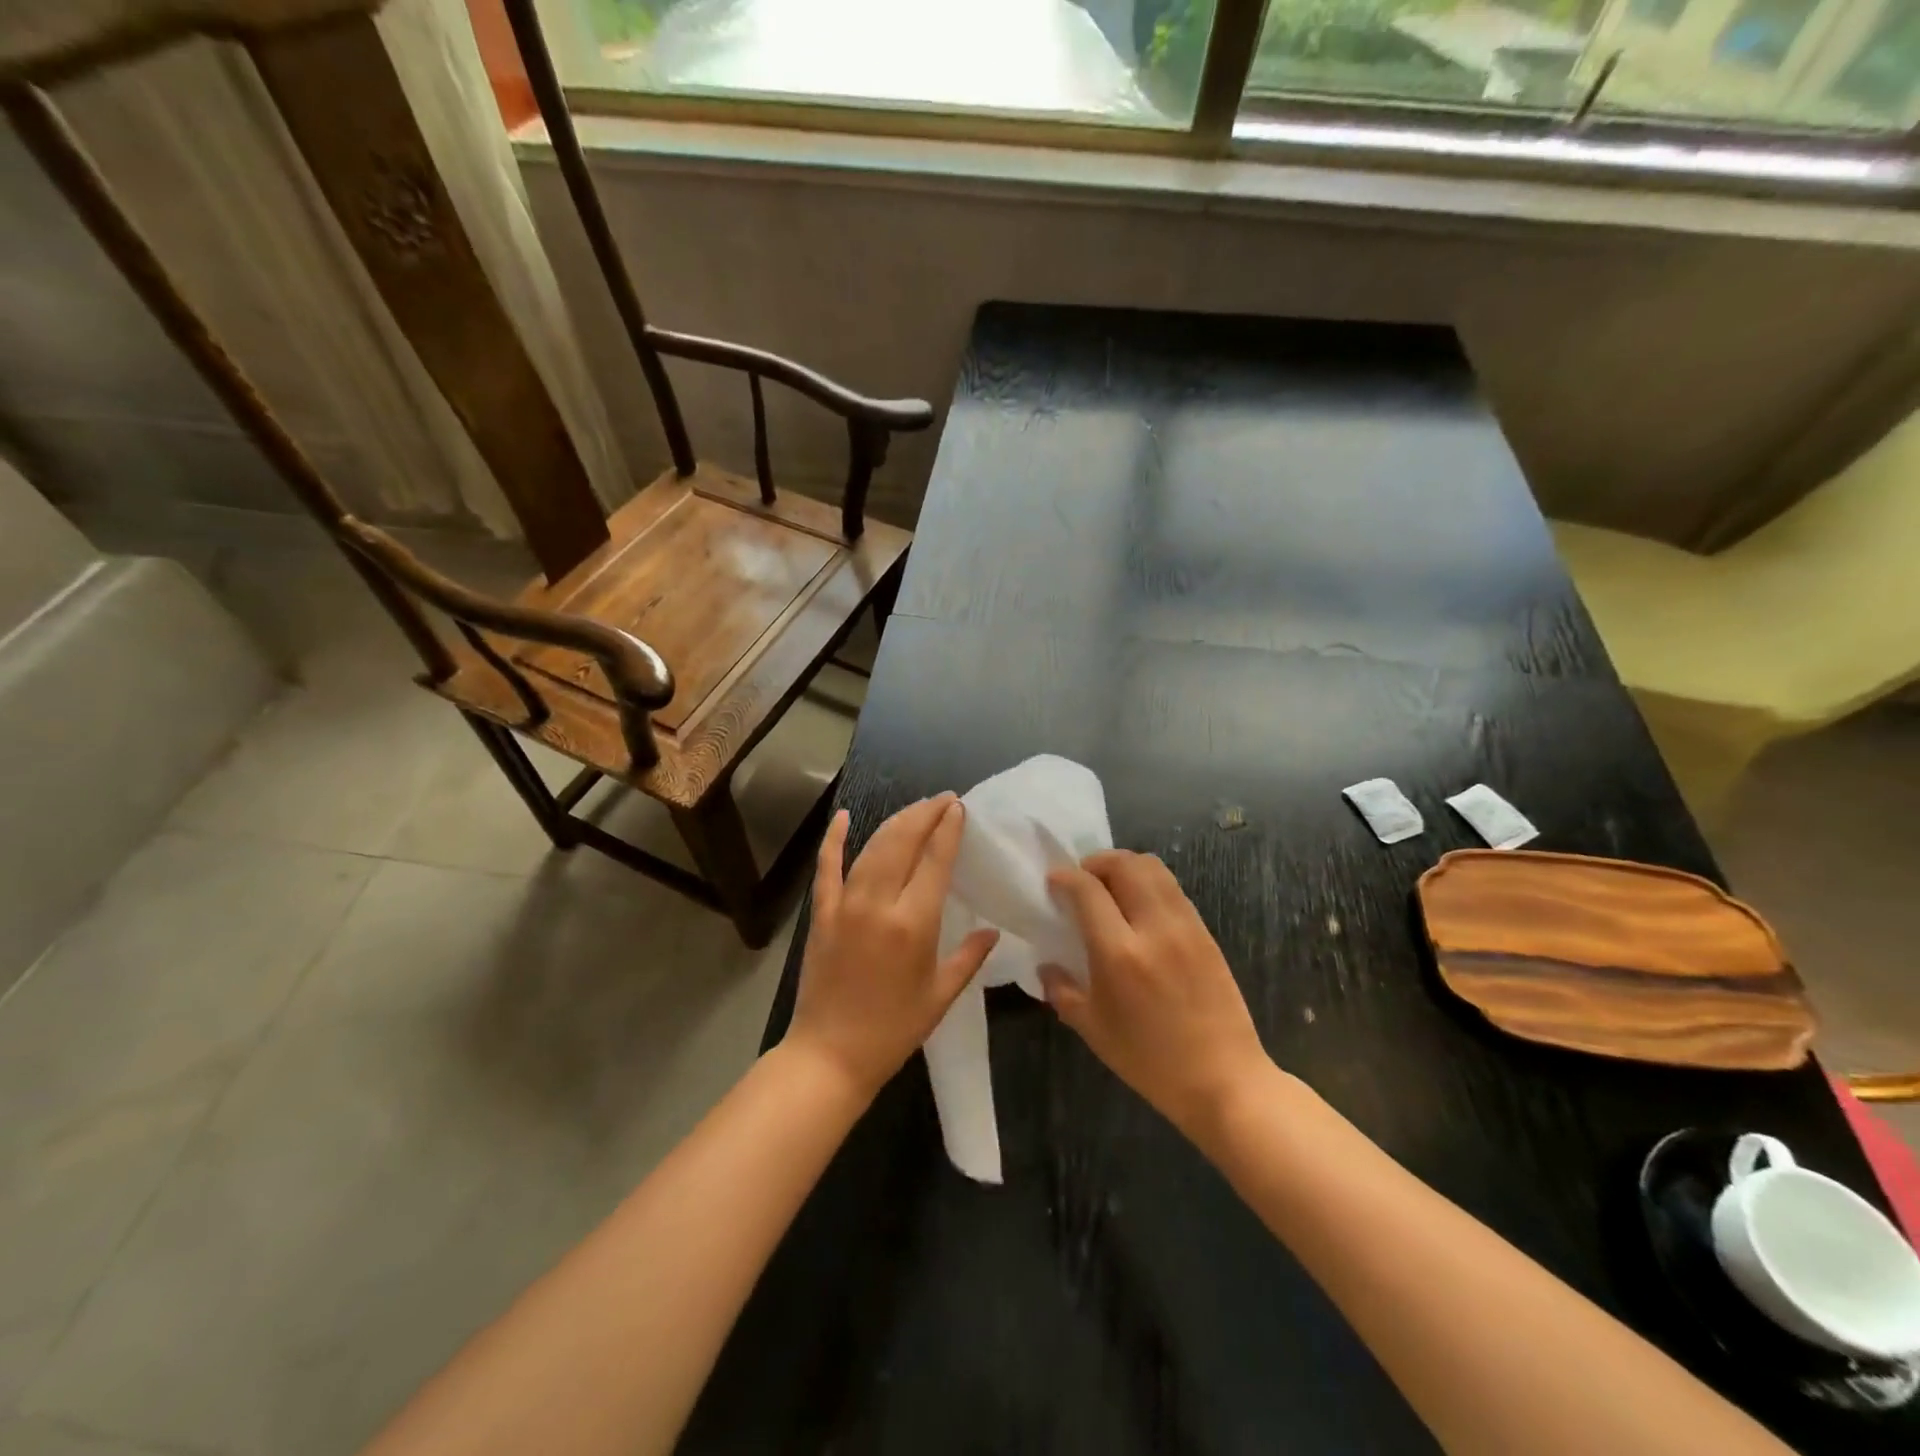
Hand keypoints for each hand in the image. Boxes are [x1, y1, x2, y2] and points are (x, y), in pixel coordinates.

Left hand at [785, 795, 999, 1100]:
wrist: (830, 1054)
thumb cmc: (893, 1030)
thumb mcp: (940, 995)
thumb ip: (969, 957)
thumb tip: (992, 930)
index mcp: (914, 923)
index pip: (935, 860)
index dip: (948, 829)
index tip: (958, 807)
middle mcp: (879, 904)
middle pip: (903, 842)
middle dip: (924, 814)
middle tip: (942, 800)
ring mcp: (845, 905)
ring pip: (872, 848)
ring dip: (895, 822)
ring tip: (915, 808)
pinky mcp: (822, 914)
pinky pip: (827, 868)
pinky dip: (834, 840)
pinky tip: (844, 817)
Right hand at [1042, 850, 1271, 1141]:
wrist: (1223, 1080)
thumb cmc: (1150, 1061)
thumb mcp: (1094, 1031)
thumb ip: (1063, 991)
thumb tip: (1046, 966)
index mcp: (1119, 953)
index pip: (1088, 890)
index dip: (1066, 877)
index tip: (1054, 881)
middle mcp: (1154, 928)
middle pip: (1125, 865)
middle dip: (1097, 862)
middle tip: (1083, 879)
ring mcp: (1185, 927)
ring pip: (1154, 869)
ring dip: (1126, 866)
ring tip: (1112, 886)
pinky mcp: (1205, 933)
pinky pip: (1173, 890)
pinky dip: (1150, 884)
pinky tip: (1140, 908)